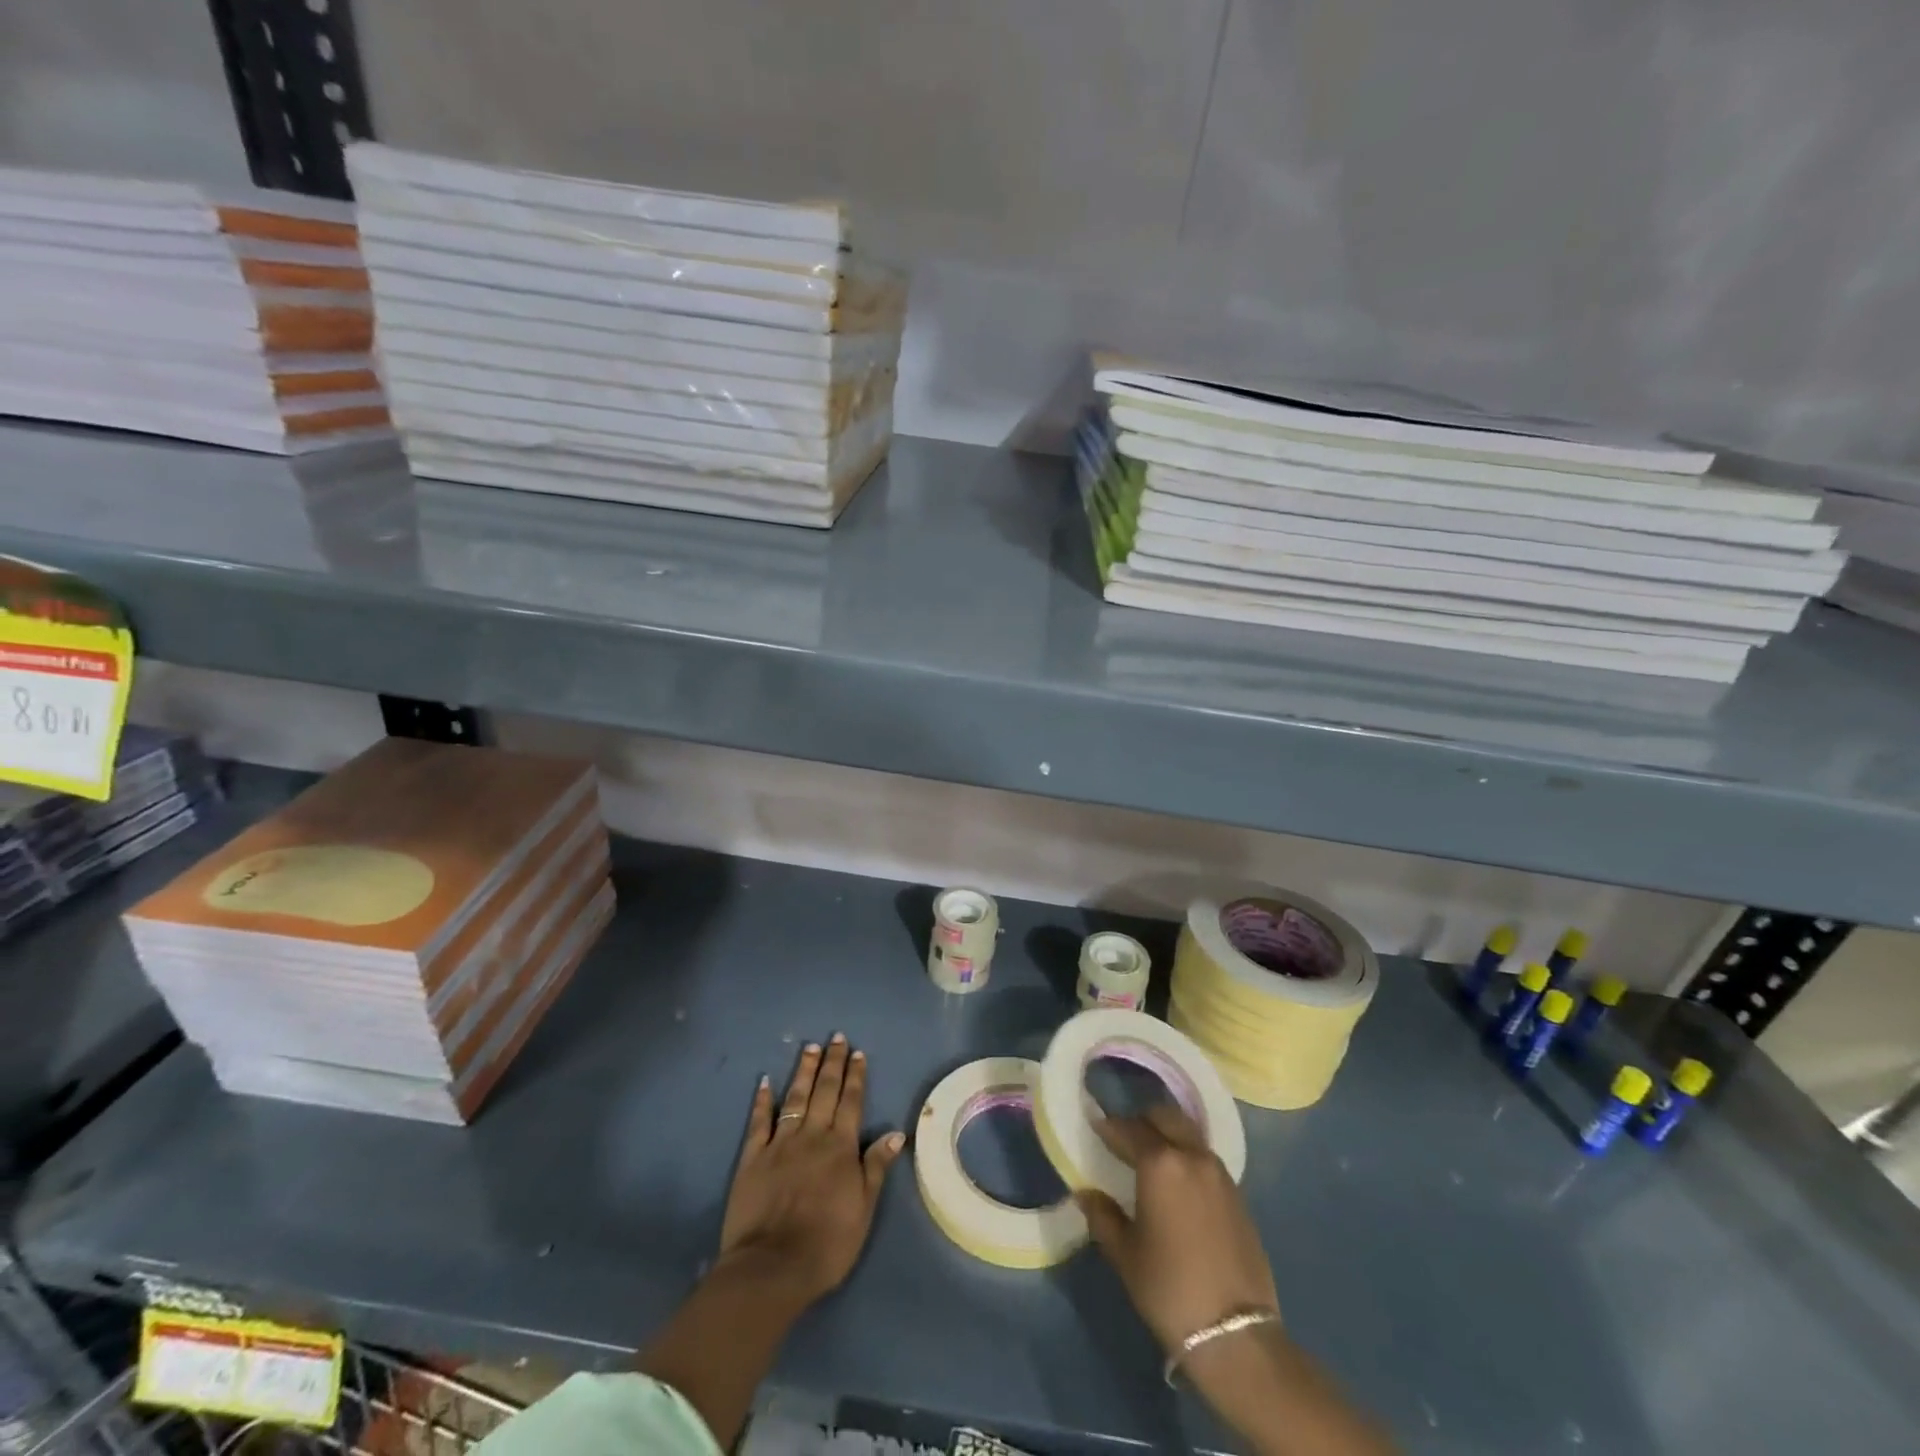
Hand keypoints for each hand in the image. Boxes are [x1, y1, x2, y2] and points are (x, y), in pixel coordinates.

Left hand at [718, 1034, 905, 1304]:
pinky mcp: (752, 1158)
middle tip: (835, 1038)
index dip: (855, 1076)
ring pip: (795, 1098)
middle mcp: (812, 1136)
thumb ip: (876, 1168)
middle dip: (832, 1063)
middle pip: (824, 1092)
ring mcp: (780, 1144)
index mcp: (840, 1147)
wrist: (771, 1267)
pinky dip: (761, 1100)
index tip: (858, 1053)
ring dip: (803, 1072)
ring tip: (809, 1048)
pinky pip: (758, 1122)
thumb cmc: (827, 1243)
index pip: (851, 1102)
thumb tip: (896, 1133)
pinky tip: (764, 1082)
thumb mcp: (863, 1209)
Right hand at [1074, 1103, 1278, 1352]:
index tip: (1095, 1127)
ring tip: (1151, 1157)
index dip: (1109, 1127)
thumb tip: (1086, 1194)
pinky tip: (1178, 1182)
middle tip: (1124, 1138)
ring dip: (1167, 1134)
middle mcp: (1192, 1155)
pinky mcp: (1237, 1194)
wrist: (1236, 1333)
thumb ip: (1103, 1216)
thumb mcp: (1125, 1254)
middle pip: (1164, 1117)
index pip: (1129, 1128)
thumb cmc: (1170, 1289)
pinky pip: (1205, 1157)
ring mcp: (1219, 1172)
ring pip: (1188, 1133)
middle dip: (1142, 1121)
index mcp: (1160, 1163)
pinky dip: (1187, 1155)